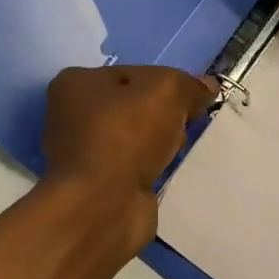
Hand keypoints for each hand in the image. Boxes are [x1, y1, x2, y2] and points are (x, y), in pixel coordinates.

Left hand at [41, 65, 216, 204]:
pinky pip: (134, 166)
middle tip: (187, 124)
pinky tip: (167, 170)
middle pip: (134, 105)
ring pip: (136, 137)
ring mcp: (83, 153)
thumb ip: (189, 85)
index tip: (193, 99)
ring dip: (159, 142)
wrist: (103, 205)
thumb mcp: (167, 91)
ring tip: (178, 149)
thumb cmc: (127, 135)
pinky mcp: (97, 184)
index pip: (134, 73)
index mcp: (76, 83)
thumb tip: (206, 86)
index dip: (168, 83)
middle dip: (164, 114)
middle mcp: (72, 115)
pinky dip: (151, 167)